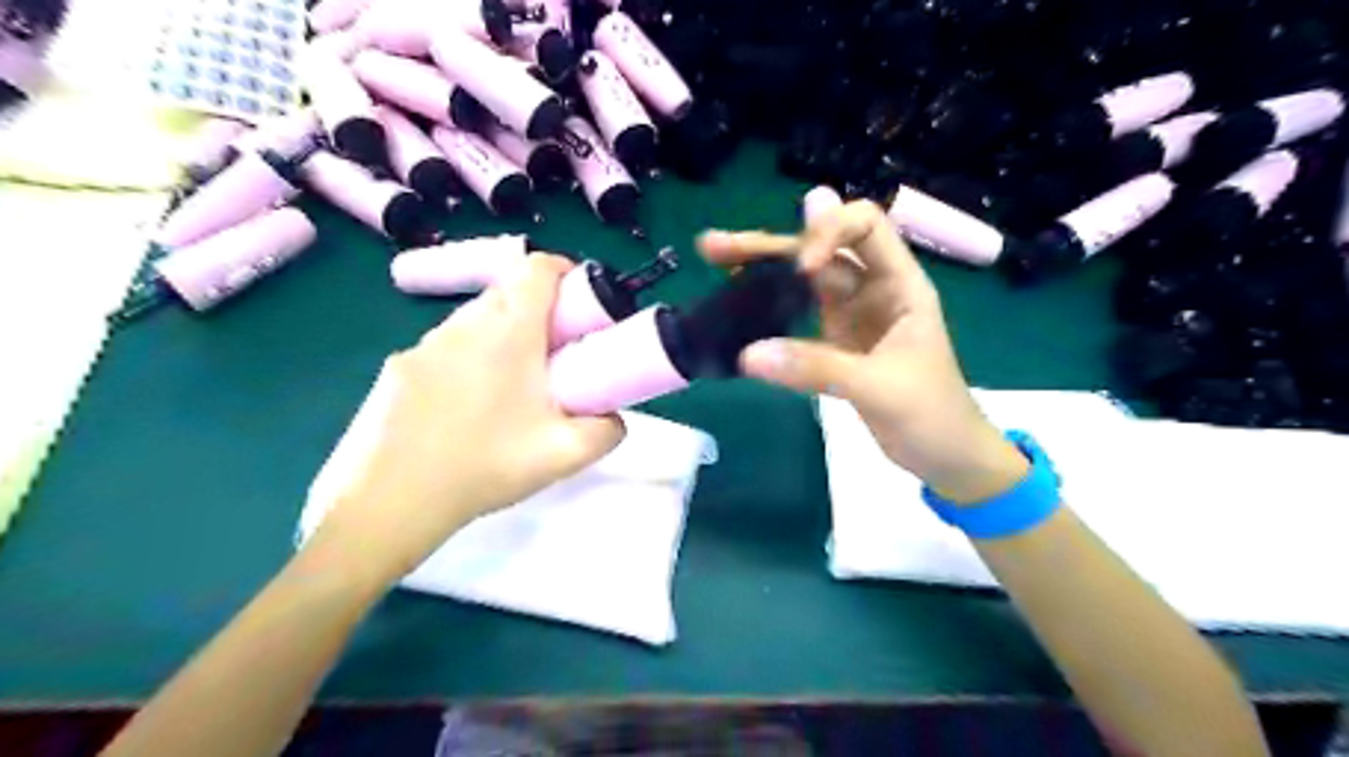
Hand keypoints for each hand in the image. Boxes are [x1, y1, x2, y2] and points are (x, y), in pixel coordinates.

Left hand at [314, 253, 629, 586]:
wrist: (390, 501)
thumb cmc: (486, 465)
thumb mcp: (566, 454)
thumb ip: (607, 430)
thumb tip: (614, 417)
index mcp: (508, 331)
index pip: (536, 268)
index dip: (564, 272)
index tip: (581, 305)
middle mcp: (463, 325)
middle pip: (506, 292)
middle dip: (538, 312)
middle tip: (555, 357)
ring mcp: (423, 345)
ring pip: (473, 321)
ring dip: (500, 337)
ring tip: (510, 390)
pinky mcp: (396, 368)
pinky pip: (443, 349)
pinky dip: (466, 361)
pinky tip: (463, 411)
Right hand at [703, 198, 1028, 503]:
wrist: (946, 457)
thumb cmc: (932, 416)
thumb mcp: (878, 388)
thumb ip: (815, 367)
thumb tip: (747, 355)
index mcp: (900, 284)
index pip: (865, 227)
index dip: (828, 233)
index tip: (800, 271)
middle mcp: (873, 289)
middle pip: (821, 248)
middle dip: (772, 244)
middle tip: (714, 246)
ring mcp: (851, 315)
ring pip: (803, 280)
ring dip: (762, 268)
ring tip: (713, 258)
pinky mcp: (835, 342)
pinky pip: (798, 315)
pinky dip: (769, 307)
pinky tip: (738, 302)